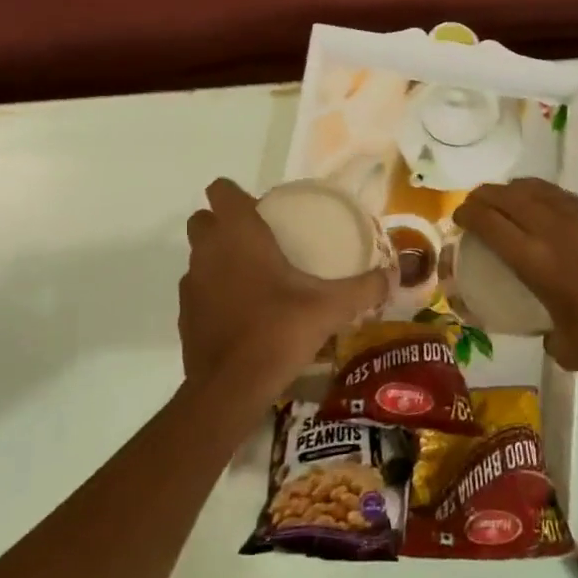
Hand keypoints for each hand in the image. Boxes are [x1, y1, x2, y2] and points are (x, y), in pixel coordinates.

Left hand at [180, 179, 388, 400]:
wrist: (231, 387)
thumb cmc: (278, 331)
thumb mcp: (329, 308)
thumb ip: (363, 288)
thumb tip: (394, 275)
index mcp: (238, 234)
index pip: (220, 190)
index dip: (236, 195)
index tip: (263, 211)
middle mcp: (207, 251)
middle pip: (204, 220)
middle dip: (225, 224)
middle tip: (262, 242)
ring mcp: (191, 283)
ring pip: (200, 255)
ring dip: (219, 258)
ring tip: (256, 279)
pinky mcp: (184, 314)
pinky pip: (198, 289)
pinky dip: (214, 292)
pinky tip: (243, 313)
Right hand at [453, 179, 577, 386]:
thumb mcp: (565, 347)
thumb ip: (546, 332)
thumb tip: (547, 328)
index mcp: (538, 262)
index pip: (491, 222)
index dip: (468, 213)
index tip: (458, 216)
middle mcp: (557, 233)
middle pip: (510, 197)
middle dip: (485, 195)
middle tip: (474, 203)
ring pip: (541, 190)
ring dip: (515, 190)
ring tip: (506, 198)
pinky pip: (568, 200)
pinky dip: (546, 197)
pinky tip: (546, 209)